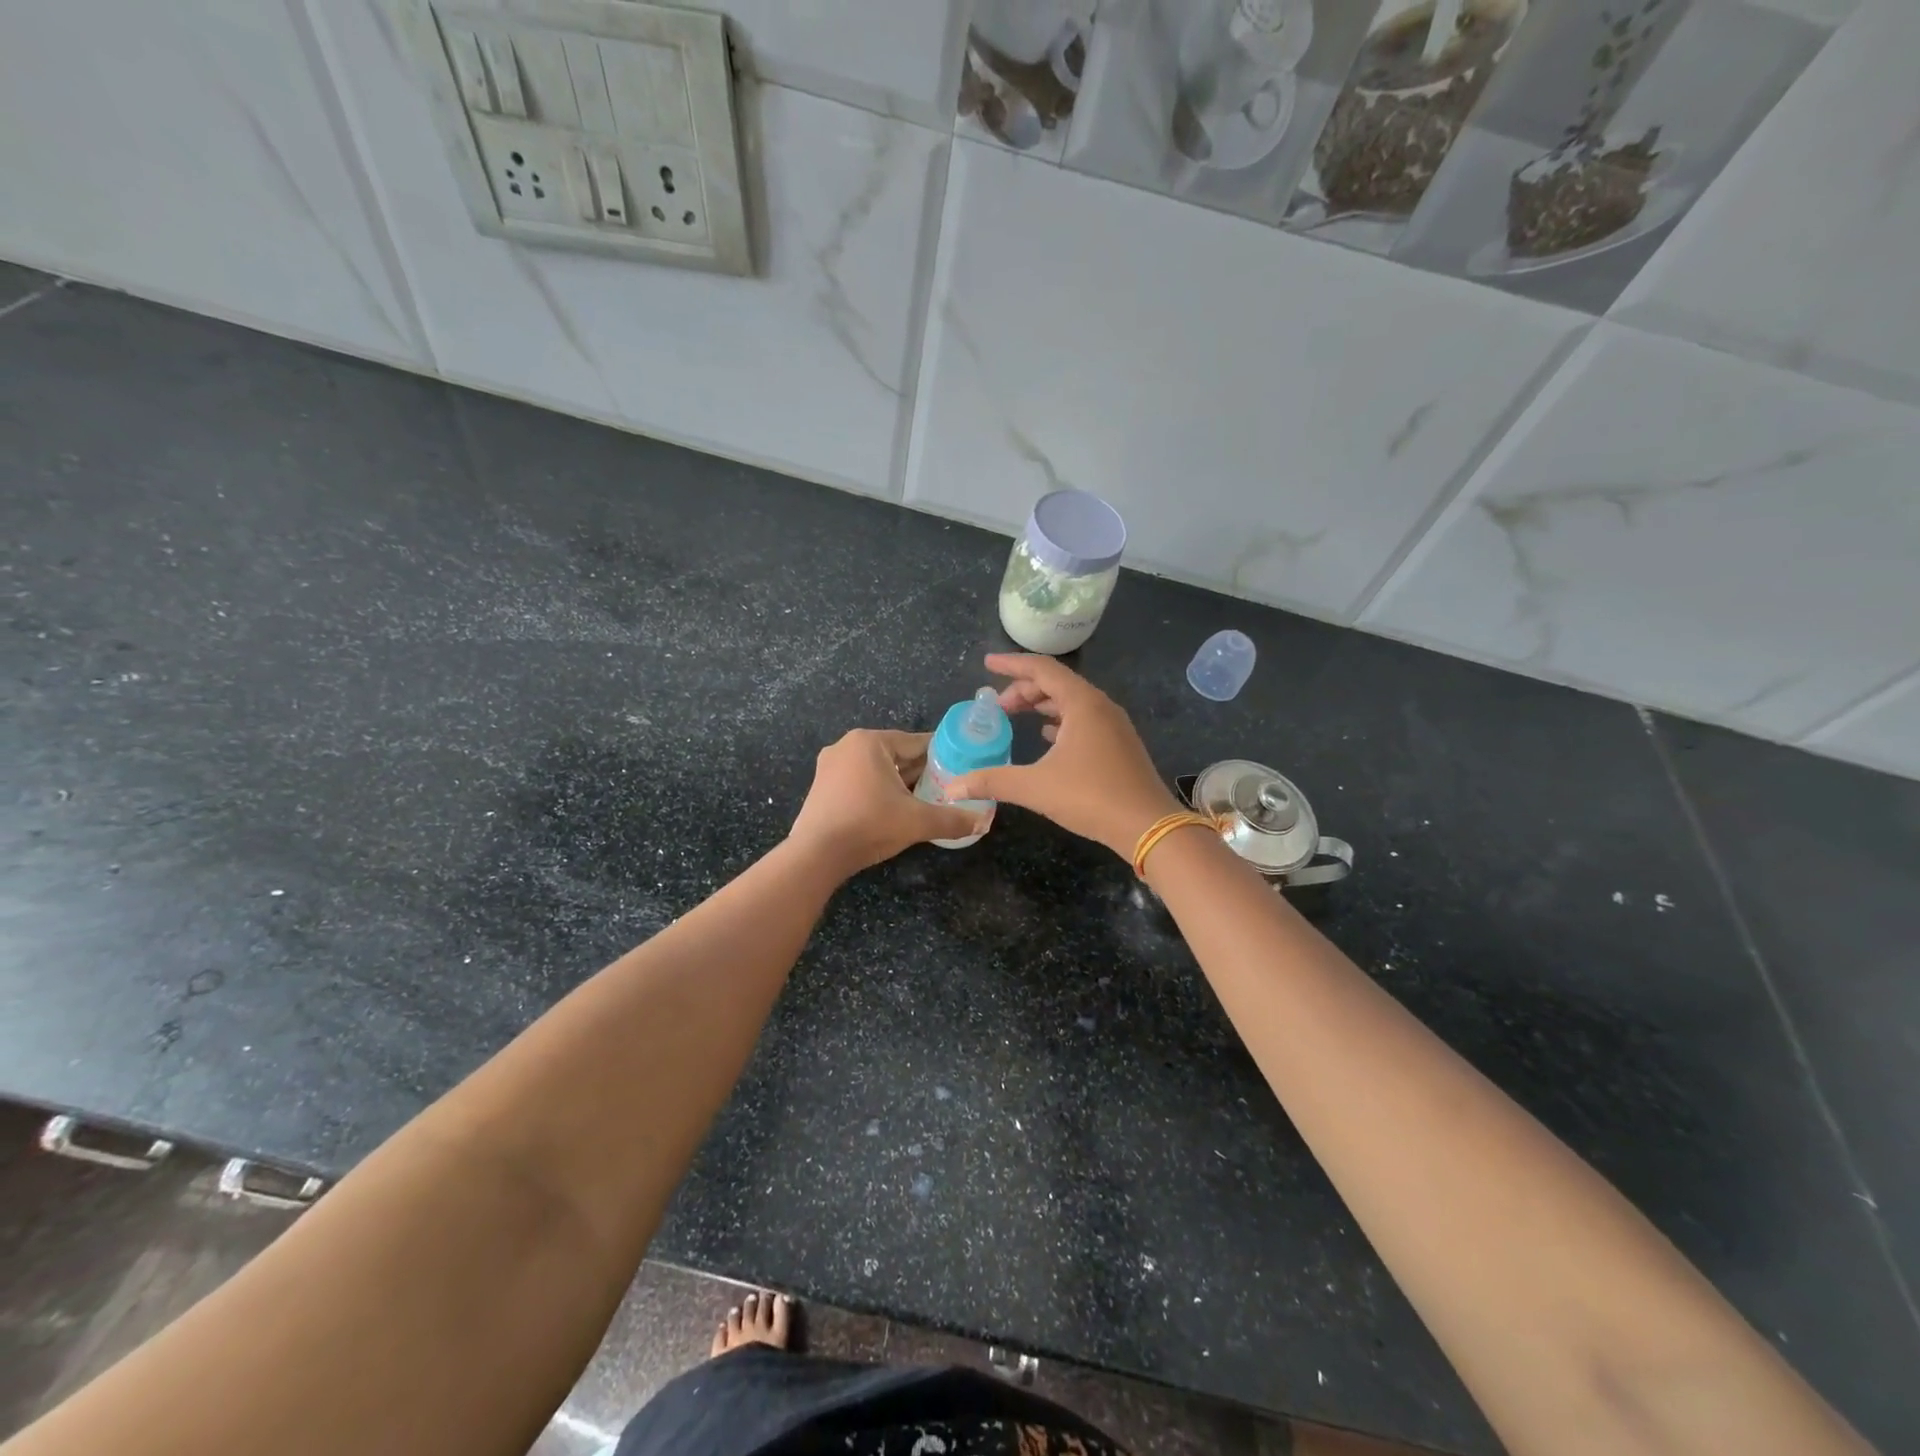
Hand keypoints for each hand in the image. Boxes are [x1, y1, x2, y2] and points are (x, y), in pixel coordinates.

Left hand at [788, 729, 985, 877]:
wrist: (816, 855)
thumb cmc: (869, 826)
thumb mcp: (917, 822)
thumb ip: (953, 819)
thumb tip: (985, 822)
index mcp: (870, 741)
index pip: (917, 742)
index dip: (943, 756)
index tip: (962, 770)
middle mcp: (847, 745)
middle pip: (897, 755)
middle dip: (921, 772)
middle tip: (947, 789)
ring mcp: (830, 765)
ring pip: (878, 769)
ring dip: (900, 783)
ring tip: (925, 800)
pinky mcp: (822, 786)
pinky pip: (860, 781)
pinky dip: (878, 791)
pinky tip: (894, 810)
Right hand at [948, 654, 1181, 859]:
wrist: (1148, 826)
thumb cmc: (1091, 797)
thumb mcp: (1035, 787)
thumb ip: (991, 781)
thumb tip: (952, 787)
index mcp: (1082, 703)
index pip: (1041, 669)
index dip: (1011, 665)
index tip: (986, 664)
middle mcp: (1100, 706)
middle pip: (1057, 684)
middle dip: (1023, 690)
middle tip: (997, 707)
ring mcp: (1114, 725)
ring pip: (1071, 702)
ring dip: (1042, 705)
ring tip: (1015, 717)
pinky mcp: (1119, 745)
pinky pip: (1084, 720)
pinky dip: (1060, 721)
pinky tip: (1047, 736)